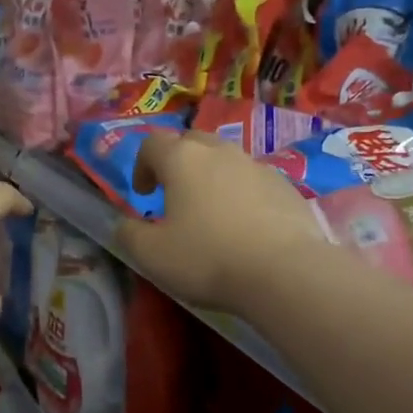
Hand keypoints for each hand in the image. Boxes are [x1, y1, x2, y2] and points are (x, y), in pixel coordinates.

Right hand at [116, 130, 326, 312]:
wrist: (284, 271)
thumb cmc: (208, 258)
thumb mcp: (152, 255)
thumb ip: (129, 234)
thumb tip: (125, 224)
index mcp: (182, 160)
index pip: (152, 143)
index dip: (141, 165)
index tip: (143, 194)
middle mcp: (220, 152)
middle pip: (192, 141)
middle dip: (178, 162)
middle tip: (174, 195)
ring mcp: (258, 167)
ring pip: (227, 160)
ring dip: (212, 177)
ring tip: (211, 213)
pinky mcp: (287, 187)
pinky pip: (255, 181)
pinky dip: (243, 194)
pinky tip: (246, 227)